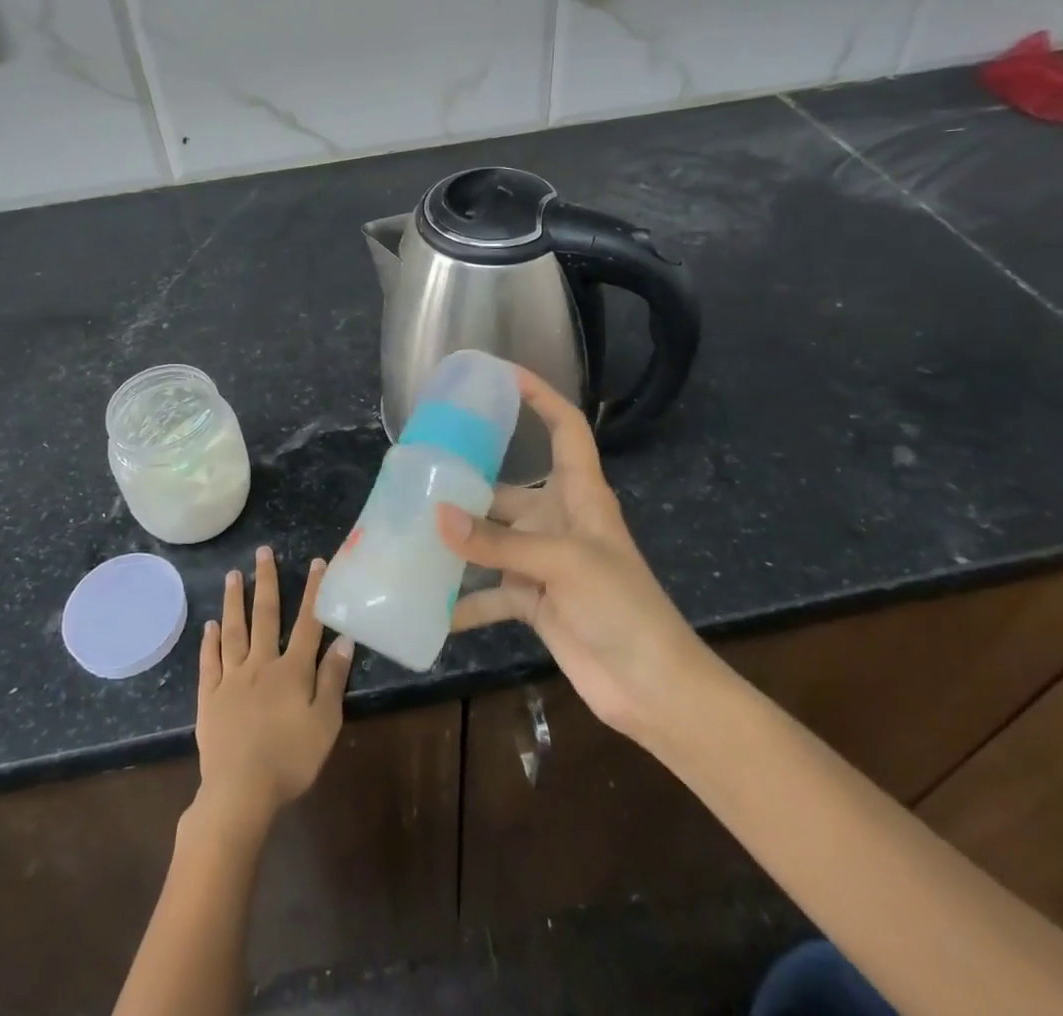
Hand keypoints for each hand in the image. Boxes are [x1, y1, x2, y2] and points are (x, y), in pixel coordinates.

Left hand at [194, 548, 353, 832]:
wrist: (240, 792)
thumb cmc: (290, 760)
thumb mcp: (325, 723)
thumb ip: (332, 679)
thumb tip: (344, 639)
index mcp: (292, 670)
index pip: (308, 623)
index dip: (314, 592)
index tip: (317, 562)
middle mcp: (261, 664)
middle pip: (265, 616)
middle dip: (266, 582)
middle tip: (262, 552)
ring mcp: (232, 679)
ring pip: (233, 631)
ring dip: (234, 601)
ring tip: (232, 576)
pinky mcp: (210, 698)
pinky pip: (210, 662)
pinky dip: (210, 642)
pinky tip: (210, 626)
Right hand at [438, 367, 706, 744]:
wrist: (651, 686)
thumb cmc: (621, 605)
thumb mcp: (563, 563)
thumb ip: (498, 542)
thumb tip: (437, 517)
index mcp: (581, 494)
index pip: (565, 428)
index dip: (541, 396)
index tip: (502, 375)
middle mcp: (559, 520)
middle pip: (509, 487)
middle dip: (470, 482)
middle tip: (421, 472)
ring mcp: (545, 561)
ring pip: (492, 540)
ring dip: (459, 542)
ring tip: (411, 532)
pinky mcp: (534, 600)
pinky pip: (490, 593)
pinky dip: (464, 602)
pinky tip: (429, 606)